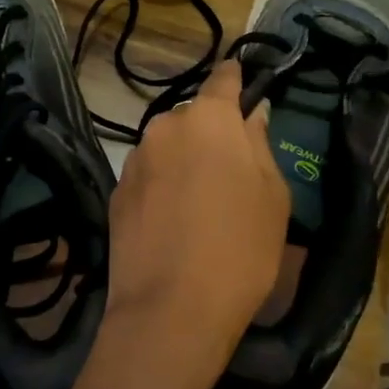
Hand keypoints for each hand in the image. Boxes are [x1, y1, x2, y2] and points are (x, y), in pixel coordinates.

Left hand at [102, 60, 289, 383]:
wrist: (170, 310)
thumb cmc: (240, 248)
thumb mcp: (272, 196)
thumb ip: (260, 145)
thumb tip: (250, 117)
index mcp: (209, 118)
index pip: (223, 78)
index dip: (236, 78)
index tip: (244, 82)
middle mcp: (165, 127)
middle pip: (194, 117)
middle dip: (211, 132)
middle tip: (231, 168)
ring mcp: (135, 159)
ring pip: (168, 147)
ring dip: (184, 160)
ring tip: (200, 202)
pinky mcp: (116, 192)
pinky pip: (148, 175)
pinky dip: (162, 186)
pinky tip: (173, 222)